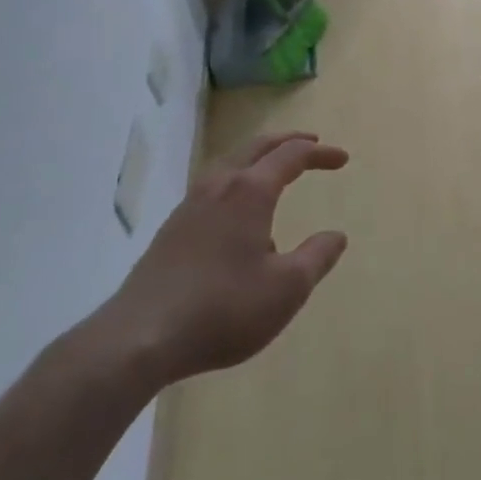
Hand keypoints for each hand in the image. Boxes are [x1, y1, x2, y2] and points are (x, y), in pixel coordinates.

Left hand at [85, 133, 348, 390]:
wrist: (138, 338)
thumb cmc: (222, 308)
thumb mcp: (286, 288)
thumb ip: (317, 257)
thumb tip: (336, 235)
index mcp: (251, 191)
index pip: (292, 155)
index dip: (320, 153)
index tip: (342, 159)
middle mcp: (220, 186)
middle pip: (257, 147)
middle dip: (288, 142)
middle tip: (311, 143)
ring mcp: (190, 205)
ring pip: (230, 163)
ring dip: (258, 159)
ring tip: (274, 174)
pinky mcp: (171, 229)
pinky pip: (213, 186)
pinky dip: (237, 181)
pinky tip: (237, 216)